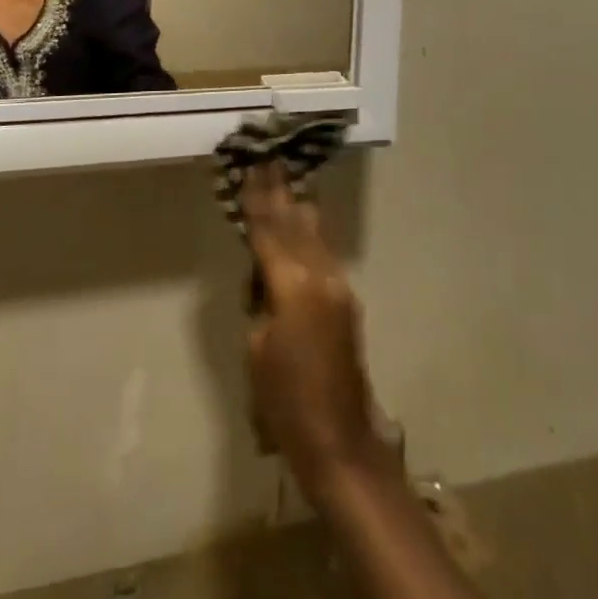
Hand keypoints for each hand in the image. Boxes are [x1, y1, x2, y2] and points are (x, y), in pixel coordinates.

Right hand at [243, 163, 384, 495]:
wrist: (340, 441)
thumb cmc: (286, 403)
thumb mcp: (257, 349)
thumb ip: (261, 302)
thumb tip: (266, 279)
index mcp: (293, 285)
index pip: (268, 232)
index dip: (257, 200)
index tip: (251, 166)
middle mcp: (321, 275)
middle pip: (295, 224)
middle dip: (280, 192)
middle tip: (269, 157)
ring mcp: (338, 286)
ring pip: (314, 234)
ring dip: (298, 206)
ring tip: (288, 178)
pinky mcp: (346, 301)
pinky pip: (323, 253)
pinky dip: (309, 233)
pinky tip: (303, 221)